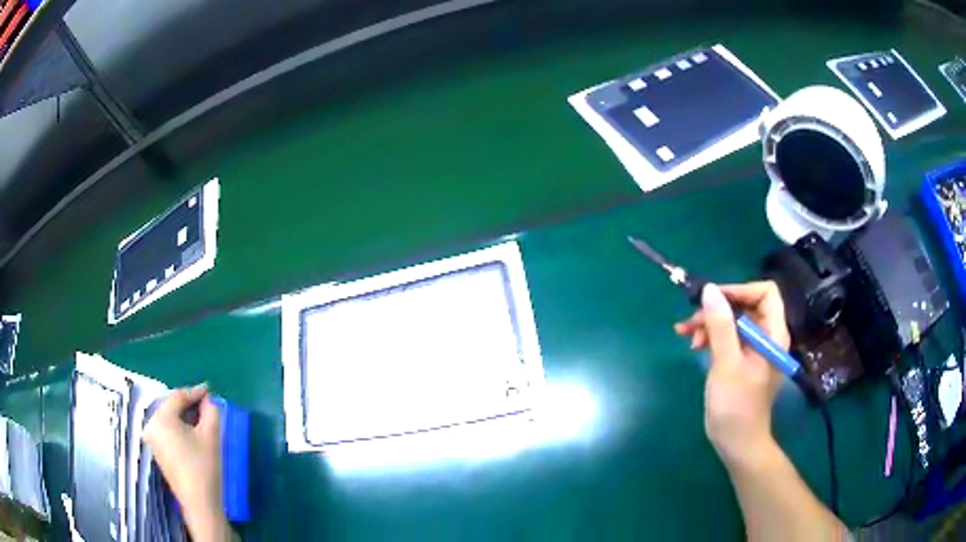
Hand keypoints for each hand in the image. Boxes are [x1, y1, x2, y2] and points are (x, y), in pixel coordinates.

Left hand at [143, 384, 232, 541]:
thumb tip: (209, 400)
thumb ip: (211, 411)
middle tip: (207, 404)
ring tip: (202, 418)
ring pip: (169, 419)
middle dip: (189, 405)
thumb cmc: (204, 466)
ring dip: (185, 417)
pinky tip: (193, 433)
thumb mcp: (211, 435)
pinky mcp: (157, 452)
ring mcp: (152, 440)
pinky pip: (167, 430)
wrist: (200, 503)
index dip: (195, 392)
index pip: (178, 396)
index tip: (210, 390)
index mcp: (160, 418)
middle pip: (171, 407)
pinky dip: (180, 428)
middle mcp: (151, 425)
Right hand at [674, 282, 789, 465]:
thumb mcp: (727, 364)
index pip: (765, 293)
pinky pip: (728, 336)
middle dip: (718, 309)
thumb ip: (720, 326)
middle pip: (745, 305)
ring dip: (710, 323)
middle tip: (692, 322)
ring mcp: (754, 348)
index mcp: (773, 334)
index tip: (713, 299)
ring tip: (687, 335)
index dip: (739, 290)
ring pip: (733, 320)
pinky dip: (711, 336)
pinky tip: (693, 344)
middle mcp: (766, 336)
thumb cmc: (736, 406)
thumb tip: (709, 290)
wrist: (736, 443)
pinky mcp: (741, 359)